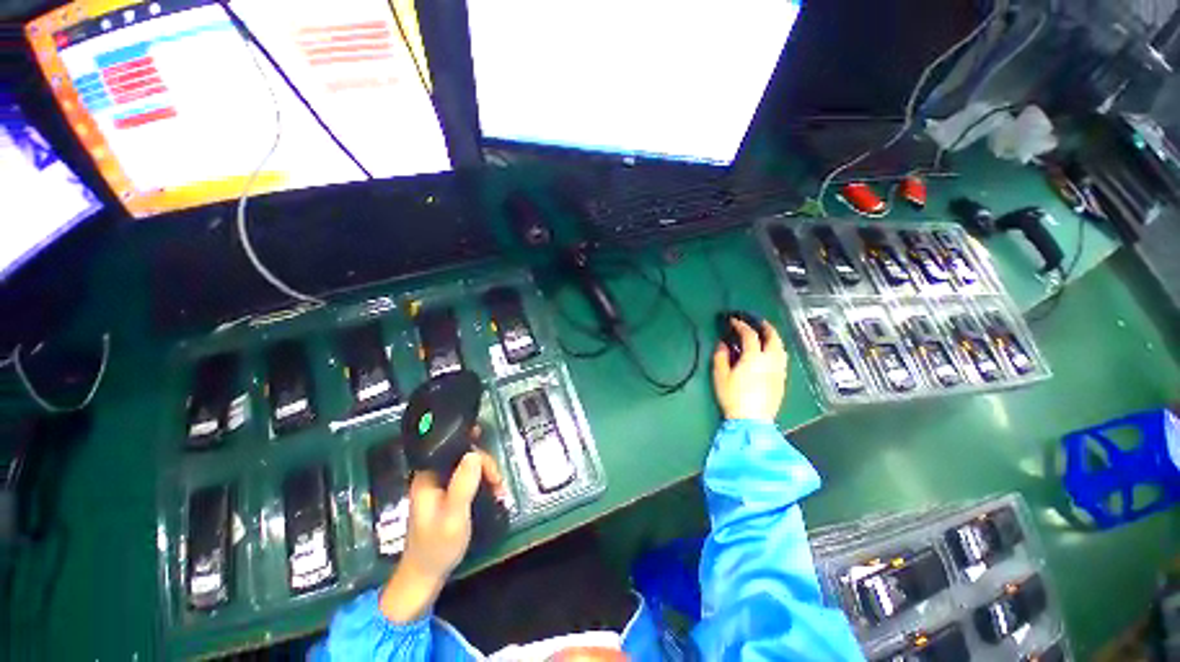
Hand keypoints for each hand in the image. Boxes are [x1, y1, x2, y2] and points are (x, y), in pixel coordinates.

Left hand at [380, 450, 504, 621]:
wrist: (424, 577)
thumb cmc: (437, 547)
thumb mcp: (453, 516)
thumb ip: (463, 484)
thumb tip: (474, 454)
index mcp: (428, 476)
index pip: (456, 449)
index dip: (478, 455)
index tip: (493, 473)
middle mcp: (433, 476)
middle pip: (465, 456)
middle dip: (485, 467)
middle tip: (498, 486)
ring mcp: (440, 486)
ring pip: (469, 467)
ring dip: (487, 475)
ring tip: (498, 492)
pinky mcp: (447, 495)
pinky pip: (468, 479)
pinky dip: (483, 483)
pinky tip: (493, 494)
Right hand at [712, 319, 787, 421]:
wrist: (752, 421)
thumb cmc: (733, 397)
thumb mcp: (720, 376)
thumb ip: (721, 356)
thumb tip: (723, 343)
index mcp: (754, 358)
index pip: (750, 335)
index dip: (741, 325)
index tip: (733, 321)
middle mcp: (771, 361)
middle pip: (773, 337)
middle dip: (765, 326)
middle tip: (756, 321)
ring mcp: (779, 370)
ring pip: (781, 348)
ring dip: (773, 337)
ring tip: (764, 334)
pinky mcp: (782, 380)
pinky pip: (782, 358)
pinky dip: (776, 349)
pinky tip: (769, 353)